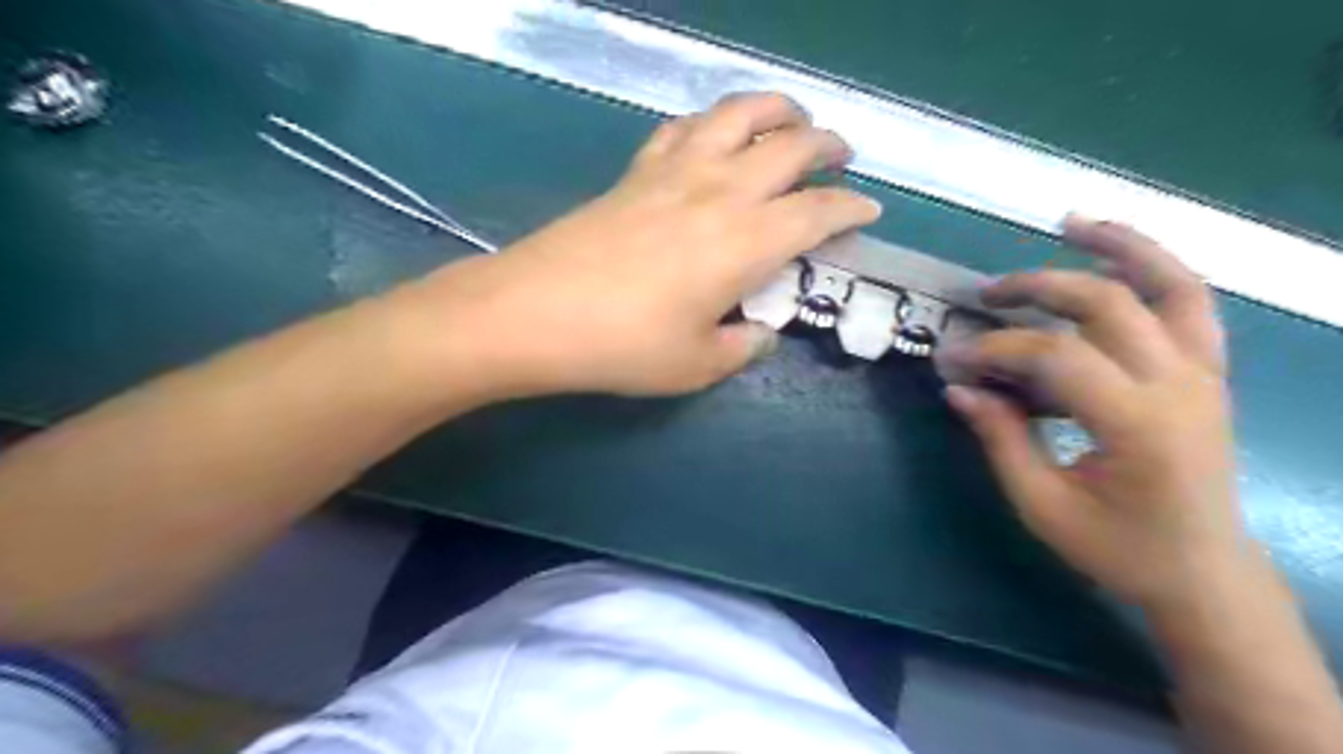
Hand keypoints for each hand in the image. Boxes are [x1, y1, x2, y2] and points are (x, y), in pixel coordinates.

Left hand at [393, 91, 884, 399]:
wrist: (535, 313)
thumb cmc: (624, 346)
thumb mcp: (698, 365)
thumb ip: (743, 347)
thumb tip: (761, 331)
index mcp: (746, 241)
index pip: (818, 213)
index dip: (851, 209)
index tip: (869, 211)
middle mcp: (720, 191)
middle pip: (790, 146)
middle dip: (828, 145)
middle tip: (842, 155)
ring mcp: (674, 172)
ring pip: (738, 113)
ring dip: (776, 109)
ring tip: (790, 119)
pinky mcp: (636, 170)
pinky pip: (683, 127)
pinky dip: (710, 122)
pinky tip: (712, 135)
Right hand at [938, 218, 1246, 618]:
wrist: (1204, 575)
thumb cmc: (1117, 549)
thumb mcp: (1041, 504)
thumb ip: (999, 438)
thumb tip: (958, 386)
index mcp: (1139, 425)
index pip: (1055, 356)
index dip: (995, 348)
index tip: (952, 359)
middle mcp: (1182, 386)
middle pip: (1107, 304)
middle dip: (1037, 288)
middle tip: (986, 294)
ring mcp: (1206, 374)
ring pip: (1173, 284)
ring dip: (1121, 246)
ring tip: (1071, 222)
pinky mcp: (1209, 374)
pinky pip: (1191, 303)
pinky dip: (1156, 268)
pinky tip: (1118, 256)